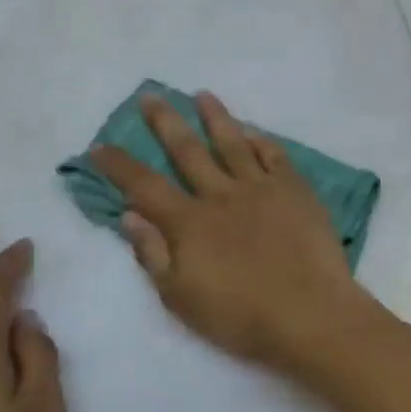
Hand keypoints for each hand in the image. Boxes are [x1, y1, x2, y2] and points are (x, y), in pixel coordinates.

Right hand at [91, 92, 373, 367]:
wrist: (310, 314)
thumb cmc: (241, 316)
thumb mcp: (181, 297)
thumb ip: (153, 254)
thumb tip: (129, 215)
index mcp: (189, 222)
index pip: (144, 185)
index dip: (118, 165)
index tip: (99, 146)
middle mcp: (221, 195)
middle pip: (187, 150)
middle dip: (165, 122)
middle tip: (151, 96)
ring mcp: (262, 188)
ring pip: (233, 143)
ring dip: (215, 117)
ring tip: (202, 95)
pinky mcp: (296, 191)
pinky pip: (275, 156)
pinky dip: (261, 140)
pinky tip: (253, 131)